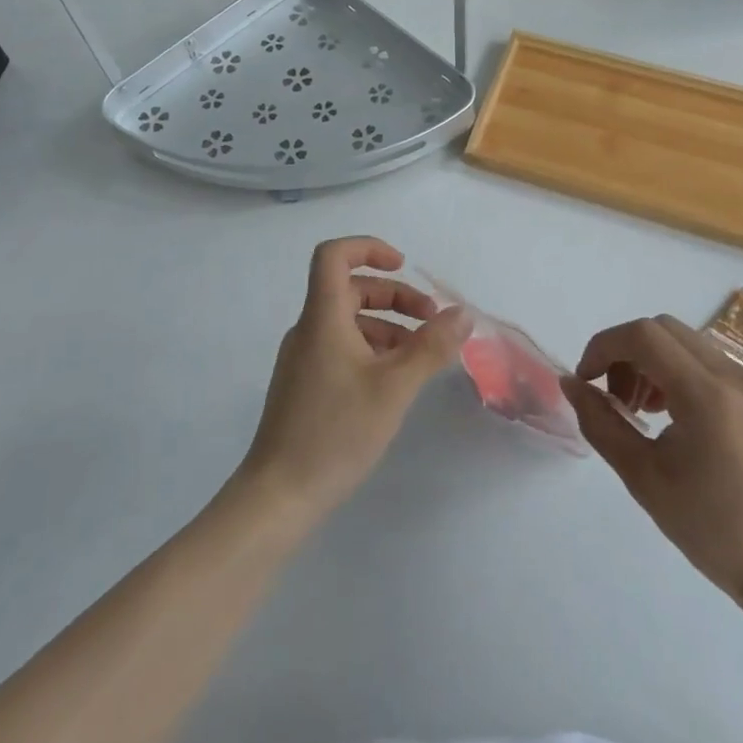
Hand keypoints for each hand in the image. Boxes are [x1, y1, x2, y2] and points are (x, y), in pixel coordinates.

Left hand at [238, 237, 469, 522]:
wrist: (279, 495)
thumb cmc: (336, 432)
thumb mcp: (395, 387)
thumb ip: (431, 347)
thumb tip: (462, 314)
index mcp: (322, 318)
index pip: (333, 256)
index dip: (368, 248)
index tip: (403, 266)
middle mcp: (308, 330)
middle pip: (350, 289)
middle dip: (394, 296)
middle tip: (432, 320)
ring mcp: (303, 358)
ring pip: (348, 321)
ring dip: (388, 325)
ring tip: (422, 355)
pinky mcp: (305, 384)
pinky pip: (341, 347)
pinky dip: (372, 349)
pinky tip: (396, 380)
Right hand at [561, 315, 742, 599]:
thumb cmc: (710, 528)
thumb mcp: (642, 477)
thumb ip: (600, 422)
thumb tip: (571, 383)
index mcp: (708, 396)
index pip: (643, 336)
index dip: (604, 346)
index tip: (587, 379)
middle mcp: (738, 377)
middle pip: (665, 330)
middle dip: (627, 353)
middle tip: (616, 398)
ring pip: (690, 344)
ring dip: (654, 362)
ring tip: (644, 410)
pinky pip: (715, 364)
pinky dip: (684, 374)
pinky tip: (678, 416)